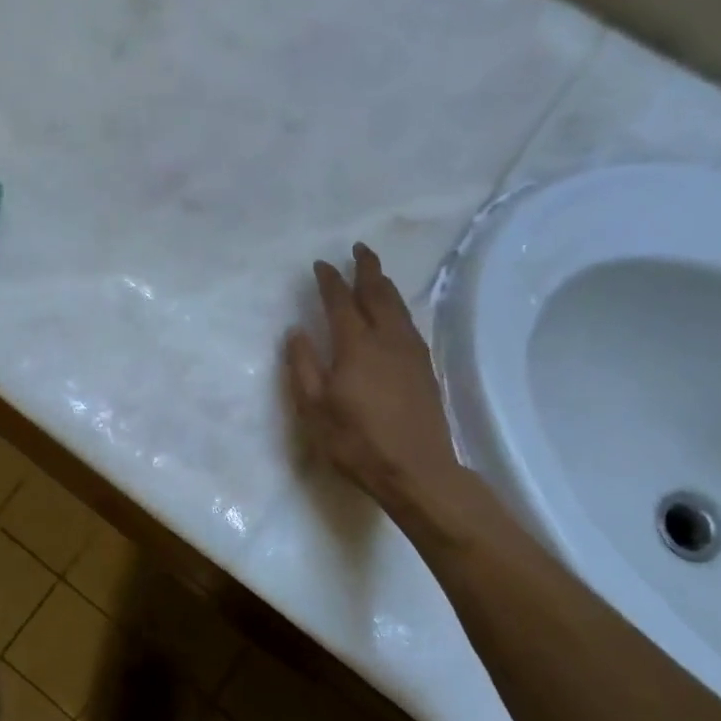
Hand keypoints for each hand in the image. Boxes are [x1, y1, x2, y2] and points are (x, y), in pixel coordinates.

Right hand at [285, 244, 477, 522]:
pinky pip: (409, 323)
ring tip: (375, 273)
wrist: (417, 470)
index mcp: (355, 346)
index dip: (330, 280)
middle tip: (359, 249)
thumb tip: (296, 331)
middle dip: (367, 269)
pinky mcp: (425, 368)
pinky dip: (398, 307)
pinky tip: (395, 314)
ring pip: (398, 306)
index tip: (321, 264)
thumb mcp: (314, 408)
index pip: (340, 302)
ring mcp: (410, 352)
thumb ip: (302, 366)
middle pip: (378, 293)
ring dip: (384, 284)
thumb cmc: (356, 442)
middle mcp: (386, 340)